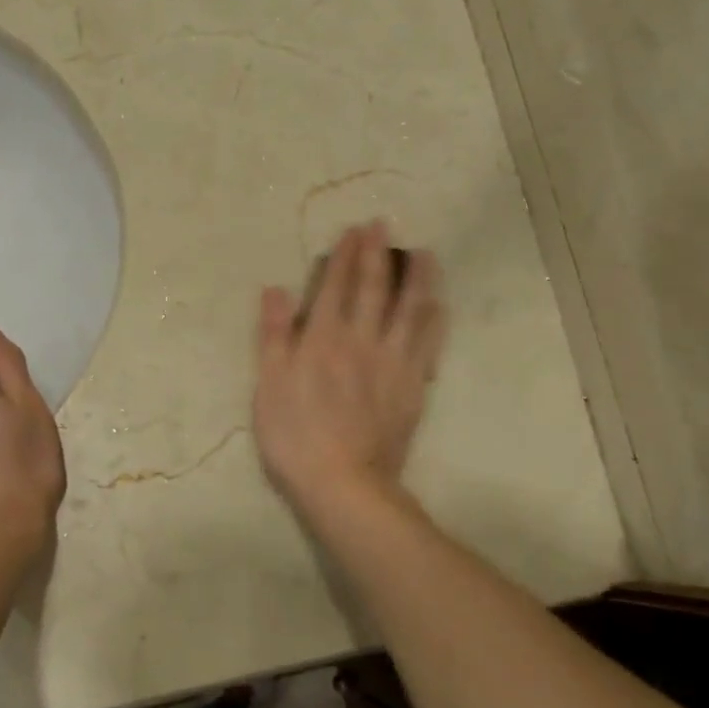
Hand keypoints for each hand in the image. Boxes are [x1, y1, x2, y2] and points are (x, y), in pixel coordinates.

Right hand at [253, 221, 445, 510]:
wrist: (344, 483)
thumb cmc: (295, 436)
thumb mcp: (268, 385)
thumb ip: (274, 335)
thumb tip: (276, 289)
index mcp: (323, 338)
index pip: (336, 286)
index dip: (345, 255)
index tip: (355, 229)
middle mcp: (362, 340)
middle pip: (374, 289)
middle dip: (378, 253)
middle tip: (384, 224)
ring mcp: (393, 363)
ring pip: (410, 310)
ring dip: (417, 278)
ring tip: (424, 254)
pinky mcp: (413, 386)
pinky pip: (428, 345)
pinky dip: (434, 321)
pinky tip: (440, 306)